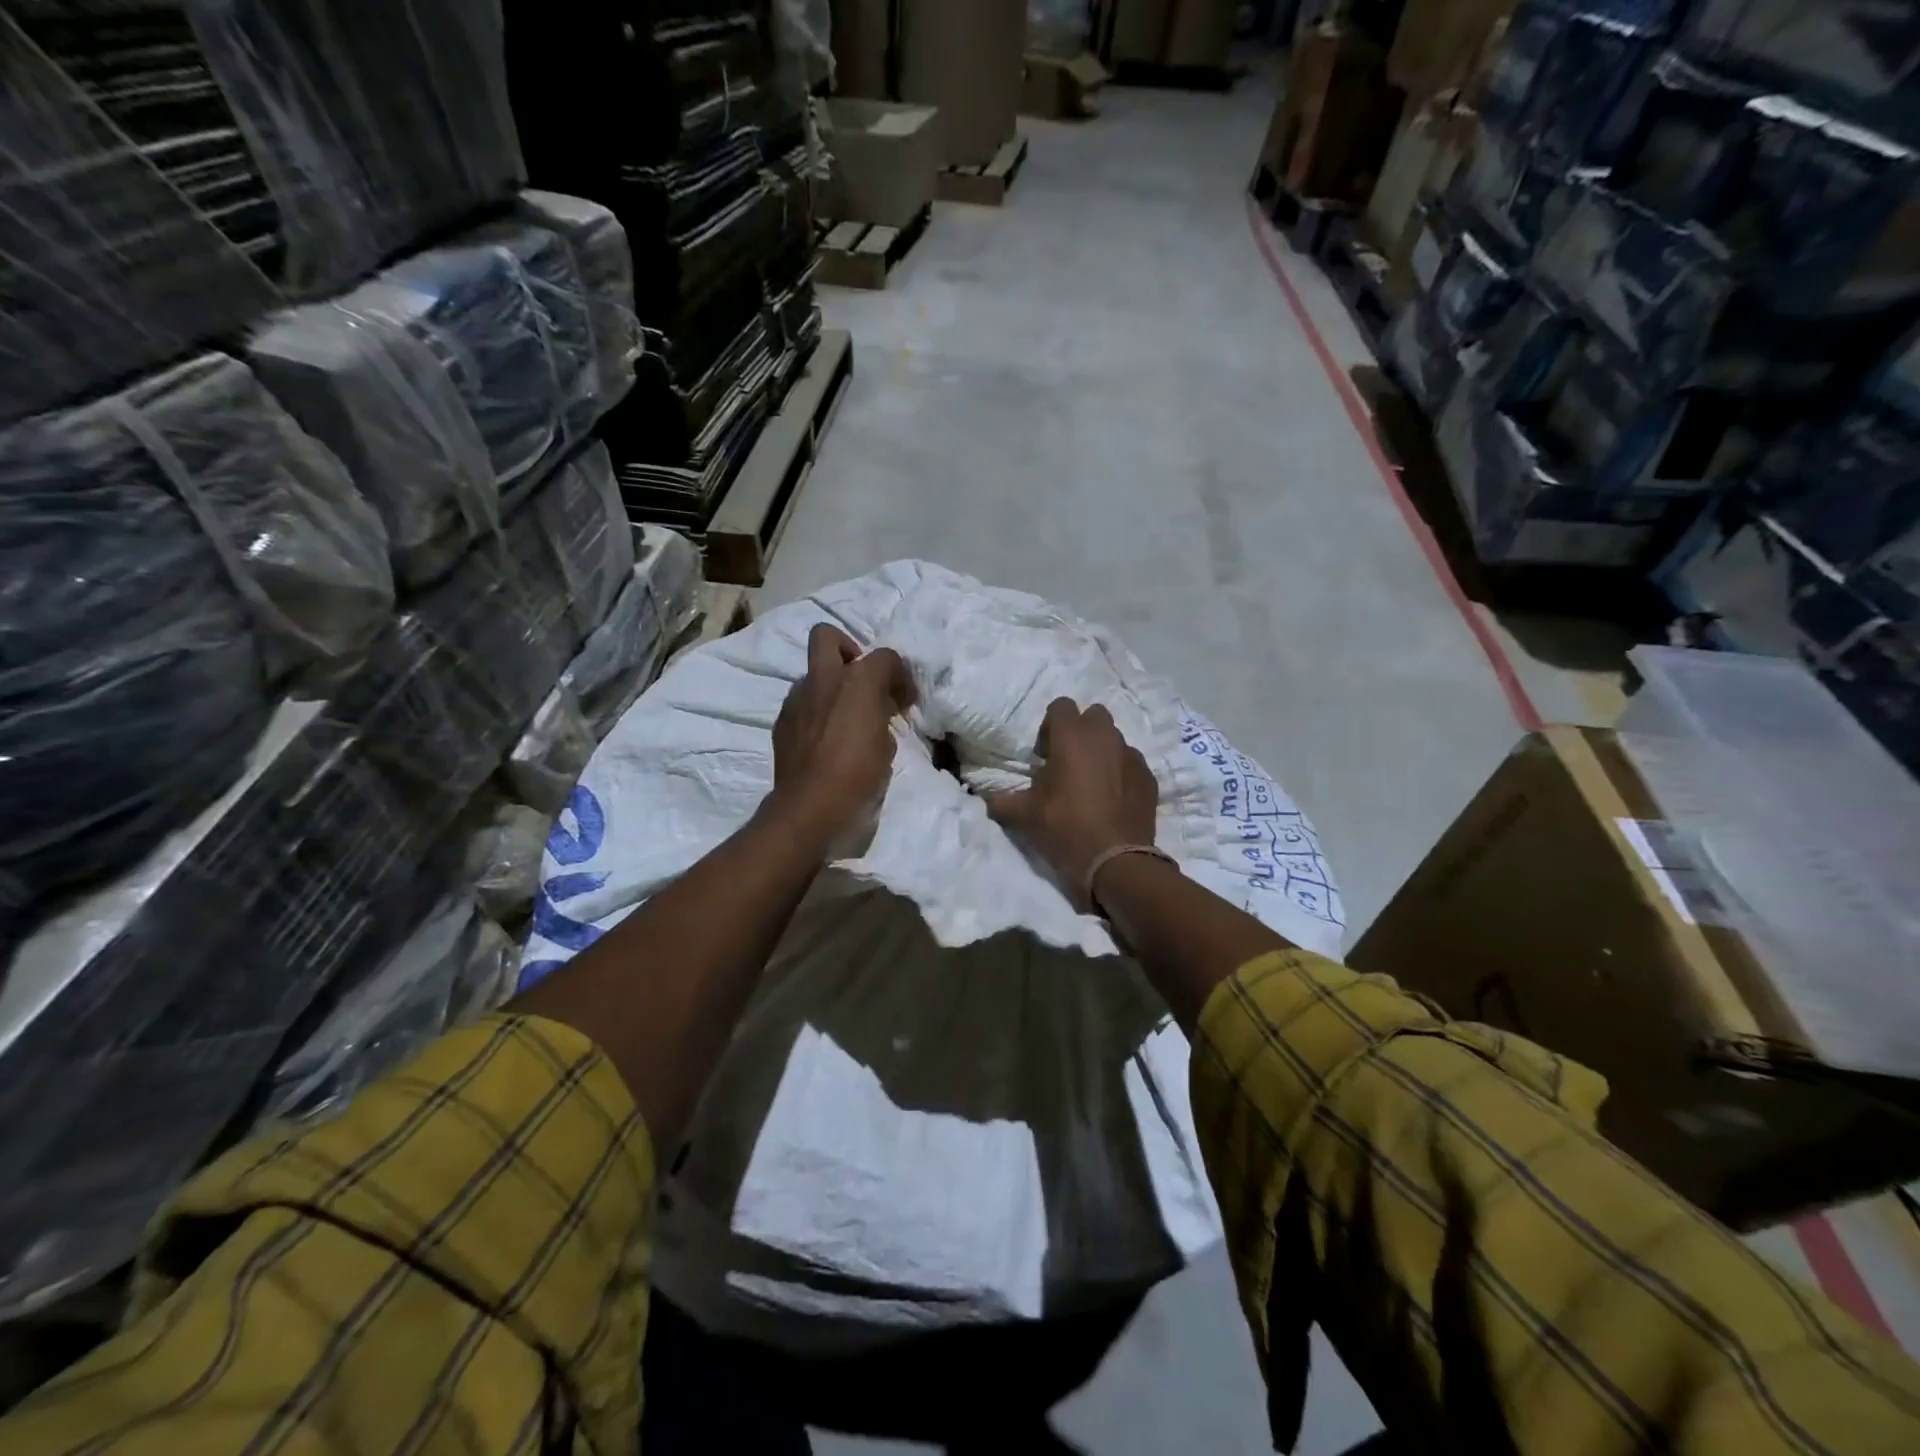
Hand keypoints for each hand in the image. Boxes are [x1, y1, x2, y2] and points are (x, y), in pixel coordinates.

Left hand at [769, 624, 914, 848]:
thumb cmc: (860, 775)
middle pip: (827, 636)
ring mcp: (797, 698)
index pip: (885, 656)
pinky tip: (823, 738)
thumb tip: (878, 711)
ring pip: (812, 673)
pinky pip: (801, 702)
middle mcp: (824, 679)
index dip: (899, 675)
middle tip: (859, 679)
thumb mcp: (887, 745)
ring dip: (829, 686)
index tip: (903, 700)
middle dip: (845, 648)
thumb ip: (882, 717)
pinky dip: (814, 711)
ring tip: (842, 717)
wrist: (811, 805)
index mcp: (859, 681)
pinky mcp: (782, 720)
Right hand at [984, 698, 1158, 903]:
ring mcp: (1131, 755)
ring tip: (1091, 782)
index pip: (1061, 705)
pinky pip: (1131, 763)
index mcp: (1072, 737)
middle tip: (1068, 762)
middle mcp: (1105, 736)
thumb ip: (1002, 800)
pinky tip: (1113, 799)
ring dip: (1102, 751)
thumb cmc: (1066, 829)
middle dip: (1081, 732)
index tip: (1045, 754)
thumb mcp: (1025, 816)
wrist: (1116, 862)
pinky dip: (1121, 772)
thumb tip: (987, 798)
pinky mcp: (1149, 776)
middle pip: (1093, 715)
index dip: (1050, 726)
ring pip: (1114, 738)